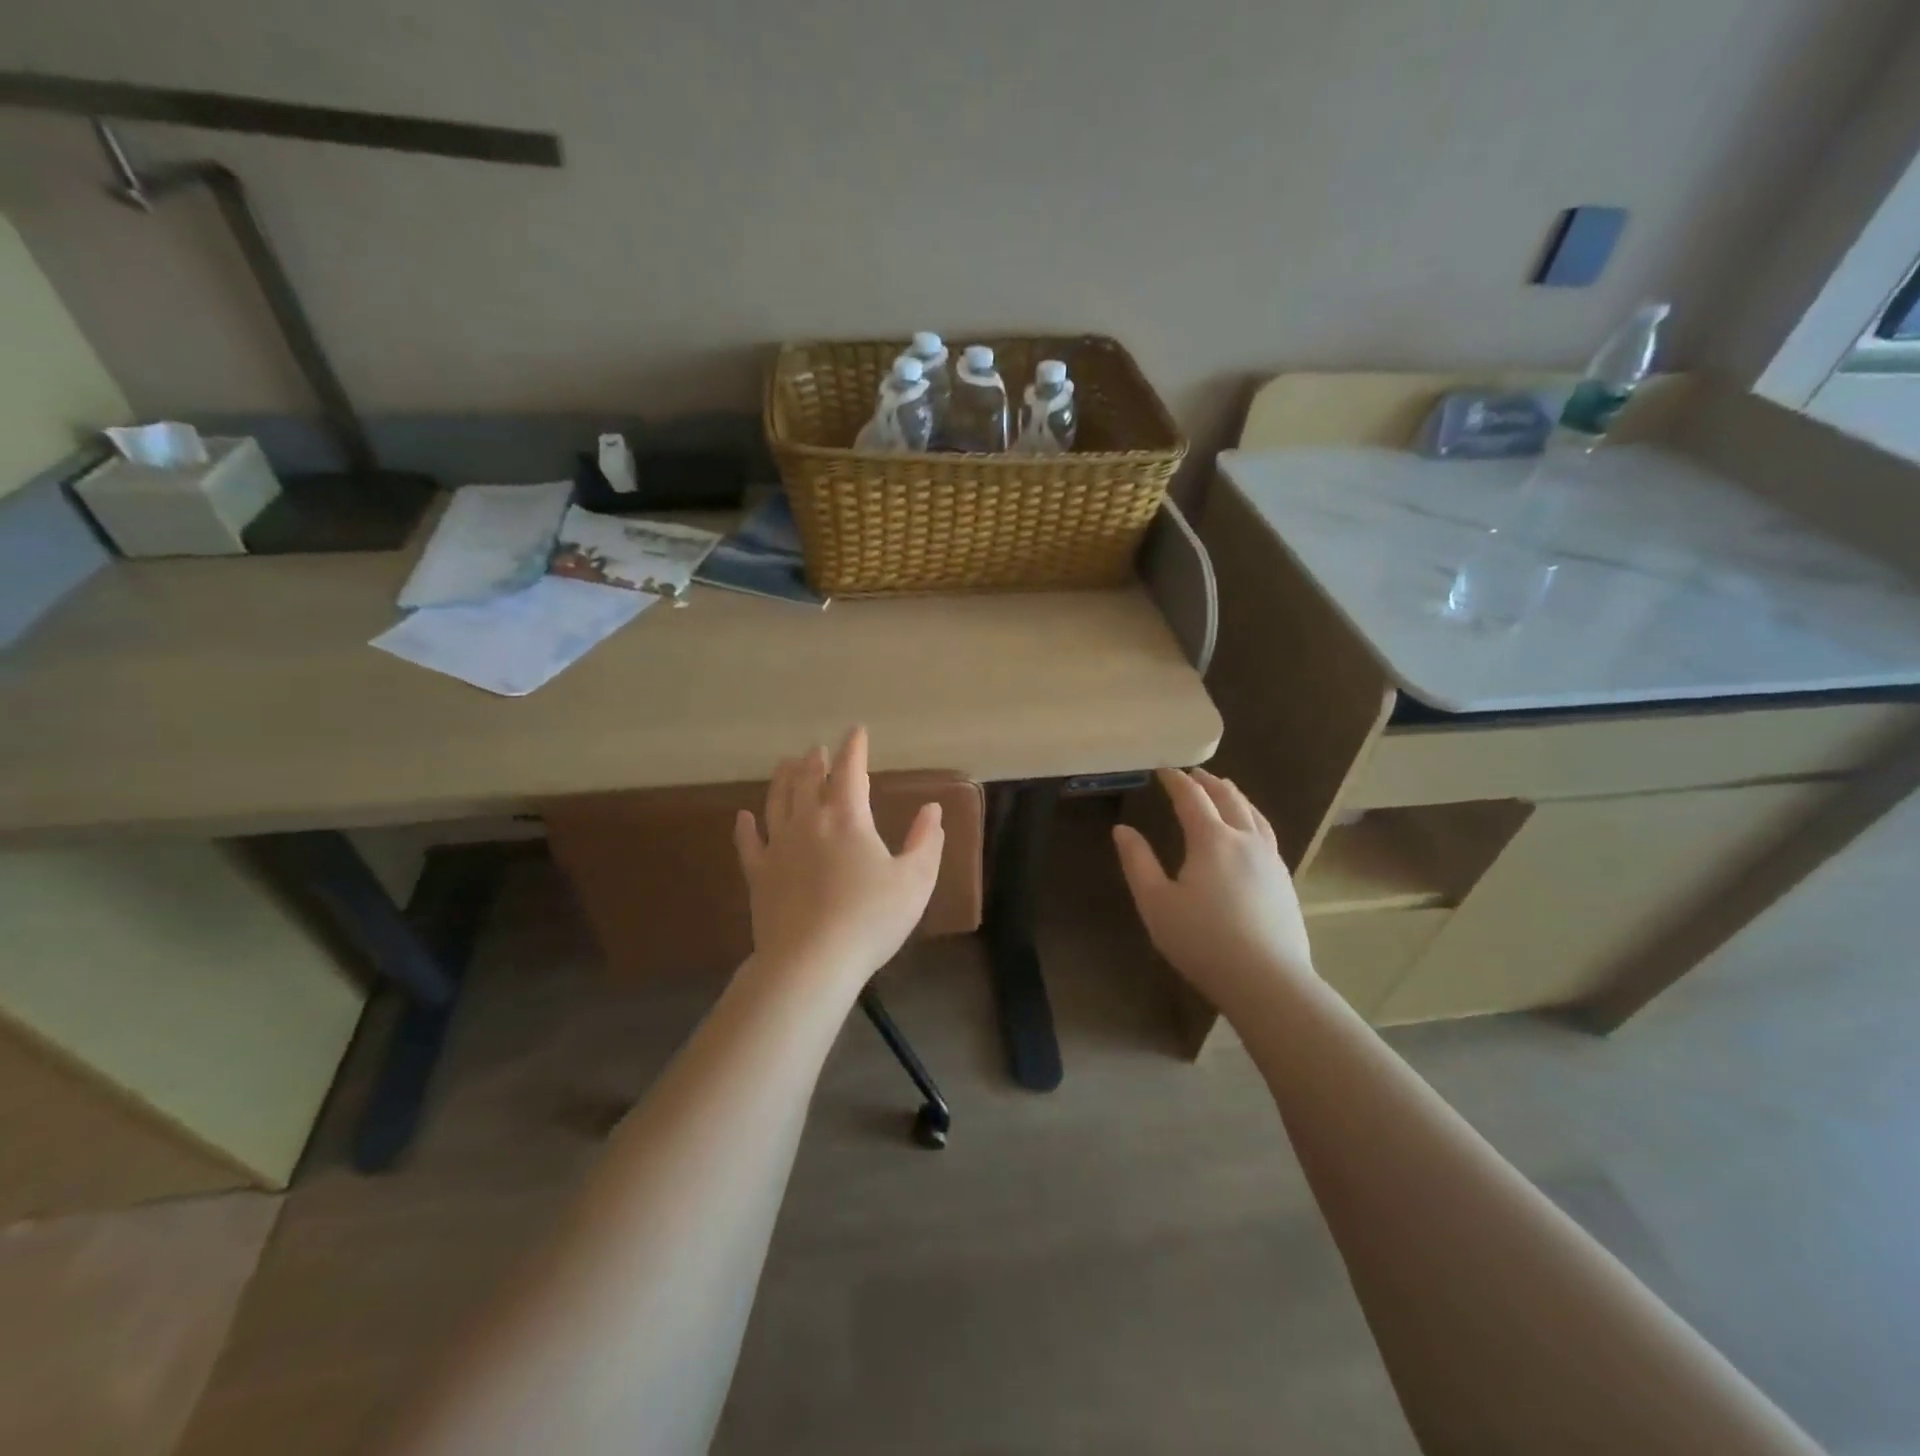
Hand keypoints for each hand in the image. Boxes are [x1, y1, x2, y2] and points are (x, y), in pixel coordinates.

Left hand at [734, 726, 943, 995]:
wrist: (811, 962)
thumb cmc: (870, 919)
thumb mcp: (914, 881)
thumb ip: (926, 842)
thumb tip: (932, 810)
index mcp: (847, 818)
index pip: (850, 770)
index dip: (854, 747)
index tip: (856, 731)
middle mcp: (809, 822)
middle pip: (809, 780)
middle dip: (815, 760)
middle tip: (817, 749)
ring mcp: (778, 847)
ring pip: (777, 802)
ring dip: (782, 780)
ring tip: (785, 764)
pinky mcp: (759, 875)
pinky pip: (749, 843)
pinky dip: (746, 827)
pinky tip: (743, 817)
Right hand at [1112, 768, 1313, 1008]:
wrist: (1267, 980)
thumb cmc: (1202, 940)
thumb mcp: (1156, 903)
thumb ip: (1138, 862)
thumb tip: (1122, 830)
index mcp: (1212, 840)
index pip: (1192, 798)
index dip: (1176, 780)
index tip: (1163, 769)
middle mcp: (1245, 840)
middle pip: (1228, 799)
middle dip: (1209, 782)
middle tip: (1195, 773)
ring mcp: (1270, 860)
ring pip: (1254, 815)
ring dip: (1236, 796)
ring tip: (1226, 790)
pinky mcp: (1284, 882)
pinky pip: (1267, 834)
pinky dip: (1253, 818)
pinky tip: (1251, 832)